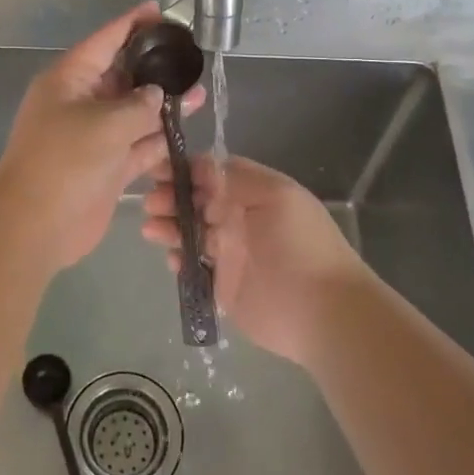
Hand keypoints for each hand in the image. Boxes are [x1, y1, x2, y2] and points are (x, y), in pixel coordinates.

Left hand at [0, 3, 203, 274]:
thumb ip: (139, 105)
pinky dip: (158, 138)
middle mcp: (80, 103)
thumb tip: (156, 95)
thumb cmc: (65, 162)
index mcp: (69, 80)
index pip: (105, 40)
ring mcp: (93, 137)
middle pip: (121, 76)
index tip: (159, 11)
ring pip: (133, 112)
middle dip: (153, 67)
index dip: (132, 24)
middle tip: (189, 56)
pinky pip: (136, 145)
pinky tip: (186, 129)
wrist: (35, 225)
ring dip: (163, 105)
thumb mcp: (106, 124)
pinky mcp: (105, 167)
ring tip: (199, 92)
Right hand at [142, 155, 371, 366]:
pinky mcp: (222, 286)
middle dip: (172, 196)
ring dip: (169, 226)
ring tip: (151, 228)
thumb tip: (201, 164)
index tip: (159, 168)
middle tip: (152, 201)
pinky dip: (178, 259)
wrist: (322, 311)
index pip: (214, 173)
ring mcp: (230, 253)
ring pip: (190, 232)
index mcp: (255, 193)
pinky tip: (172, 258)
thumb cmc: (300, 245)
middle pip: (197, 200)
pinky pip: (192, 267)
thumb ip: (236, 178)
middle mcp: (240, 218)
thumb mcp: (276, 196)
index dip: (186, 169)